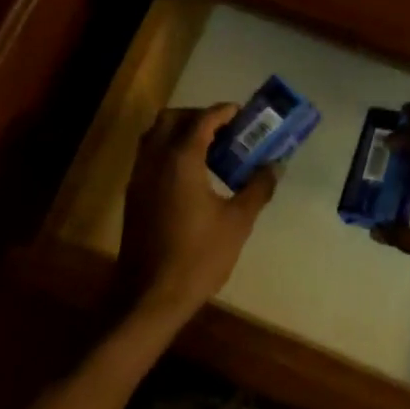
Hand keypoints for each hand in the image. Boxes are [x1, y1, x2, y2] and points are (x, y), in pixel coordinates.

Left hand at [120, 103, 277, 320]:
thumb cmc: (198, 257)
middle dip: (199, 117)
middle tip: (226, 130)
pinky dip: (170, 151)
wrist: (150, 296)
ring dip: (181, 132)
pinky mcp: (134, 195)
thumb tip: (275, 165)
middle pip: (172, 119)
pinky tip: (193, 175)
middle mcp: (155, 160)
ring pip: (156, 136)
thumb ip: (257, 188)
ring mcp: (139, 177)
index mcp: (181, 160)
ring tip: (212, 150)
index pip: (202, 119)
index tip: (244, 114)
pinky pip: (150, 157)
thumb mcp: (237, 222)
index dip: (224, 112)